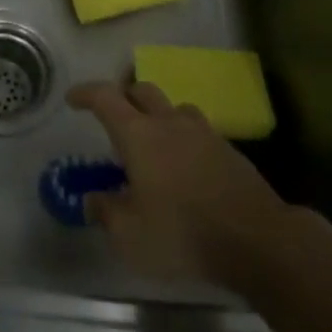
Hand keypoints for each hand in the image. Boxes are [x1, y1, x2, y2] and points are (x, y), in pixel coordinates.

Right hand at [67, 80, 296, 285]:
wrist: (258, 241)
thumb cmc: (183, 234)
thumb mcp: (130, 236)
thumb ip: (106, 213)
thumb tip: (92, 199)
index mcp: (138, 135)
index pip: (105, 97)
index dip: (85, 93)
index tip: (73, 99)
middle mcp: (169, 123)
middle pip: (142, 90)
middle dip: (123, 97)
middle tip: (114, 118)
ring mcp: (203, 134)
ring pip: (174, 108)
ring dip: (158, 115)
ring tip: (153, 141)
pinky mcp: (229, 152)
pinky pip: (199, 132)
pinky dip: (184, 139)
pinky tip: (185, 167)